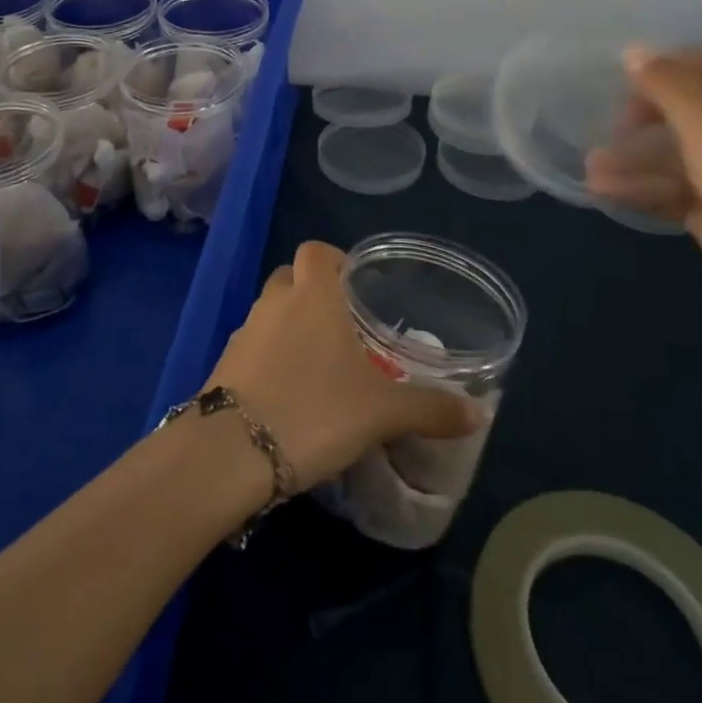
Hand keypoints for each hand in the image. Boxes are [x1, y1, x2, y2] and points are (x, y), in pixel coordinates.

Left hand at [206, 241, 483, 490]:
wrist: (232, 452)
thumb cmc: (313, 411)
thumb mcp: (381, 412)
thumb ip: (429, 409)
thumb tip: (477, 413)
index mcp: (312, 296)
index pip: (316, 250)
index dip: (333, 259)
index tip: (354, 284)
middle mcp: (274, 302)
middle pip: (290, 276)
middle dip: (312, 291)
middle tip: (340, 324)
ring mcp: (244, 332)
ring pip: (270, 311)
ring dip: (289, 325)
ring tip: (318, 363)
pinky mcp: (224, 364)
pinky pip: (253, 346)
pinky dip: (269, 356)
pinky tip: (289, 392)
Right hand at [586, 45, 701, 332]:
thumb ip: (667, 84)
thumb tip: (630, 51)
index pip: (697, 62)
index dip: (657, 69)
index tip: (616, 84)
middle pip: (677, 109)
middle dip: (637, 120)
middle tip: (610, 132)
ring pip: (668, 153)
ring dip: (630, 159)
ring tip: (592, 170)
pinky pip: (667, 188)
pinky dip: (637, 188)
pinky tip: (603, 191)